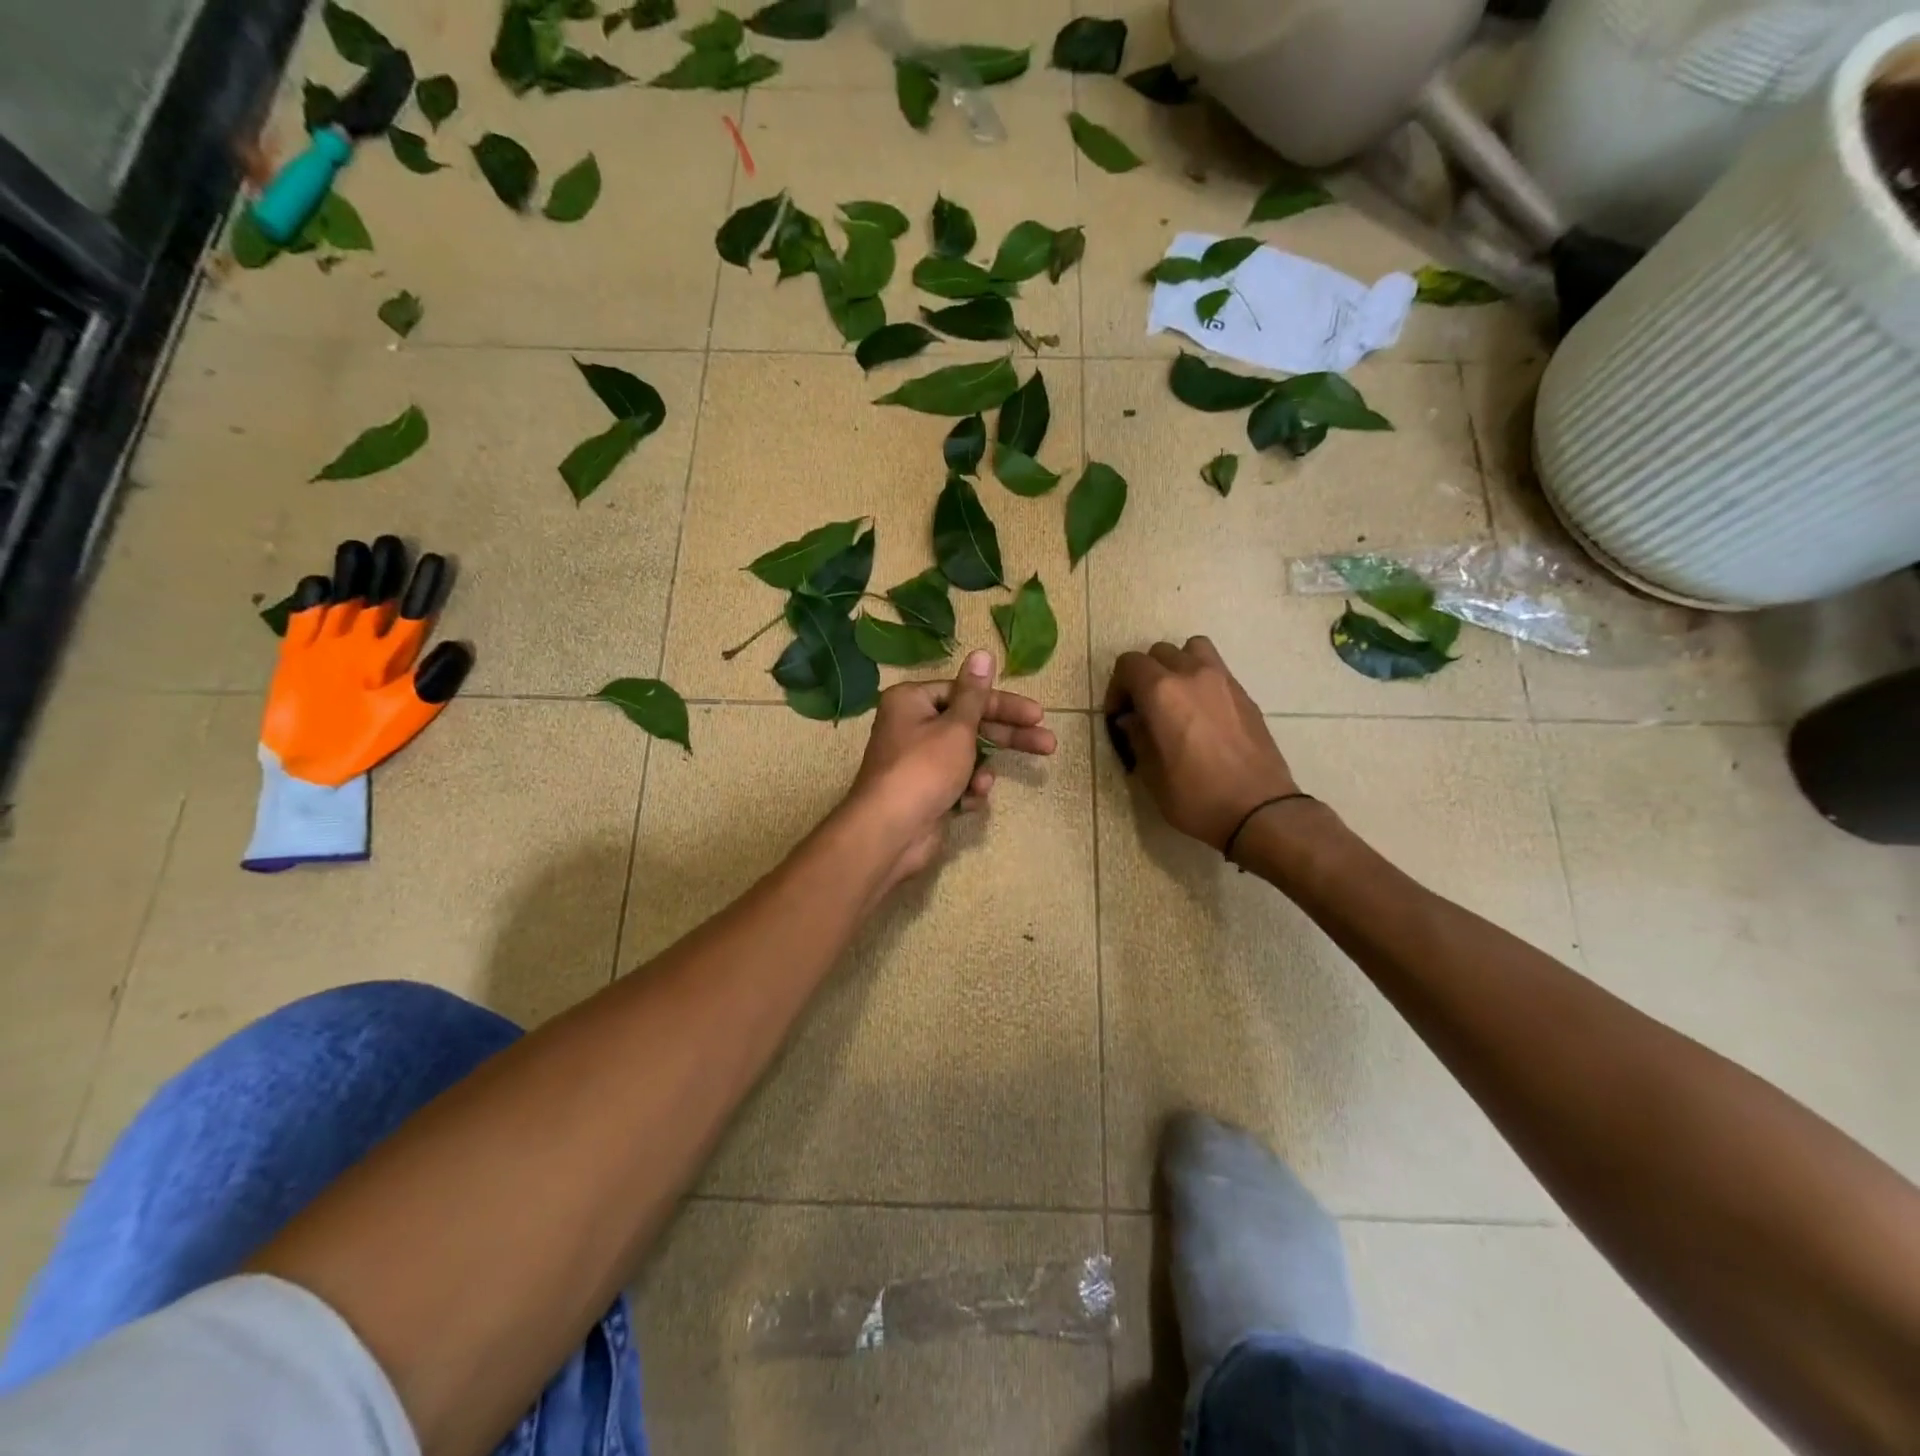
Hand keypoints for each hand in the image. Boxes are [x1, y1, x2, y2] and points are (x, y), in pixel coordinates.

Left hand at [845, 649, 1057, 888]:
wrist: (891, 832)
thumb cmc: (924, 769)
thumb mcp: (956, 727)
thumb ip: (975, 694)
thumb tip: (983, 652)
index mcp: (912, 701)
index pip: (966, 693)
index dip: (1003, 704)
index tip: (1037, 714)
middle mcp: (912, 726)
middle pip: (971, 724)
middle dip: (1006, 737)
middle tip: (1047, 744)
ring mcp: (918, 762)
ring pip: (966, 757)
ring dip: (979, 771)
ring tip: (983, 786)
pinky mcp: (926, 791)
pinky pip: (956, 783)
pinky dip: (965, 791)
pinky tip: (967, 801)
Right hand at [1104, 637, 1299, 851]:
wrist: (1259, 809)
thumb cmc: (1196, 796)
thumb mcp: (1151, 774)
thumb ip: (1136, 737)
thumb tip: (1131, 720)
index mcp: (1161, 692)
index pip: (1129, 664)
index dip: (1117, 687)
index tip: (1119, 715)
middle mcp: (1191, 675)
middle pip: (1158, 652)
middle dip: (1144, 675)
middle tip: (1143, 708)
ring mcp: (1223, 680)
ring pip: (1192, 649)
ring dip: (1177, 665)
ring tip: (1175, 697)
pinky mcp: (1244, 693)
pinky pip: (1216, 669)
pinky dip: (1201, 678)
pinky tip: (1202, 712)